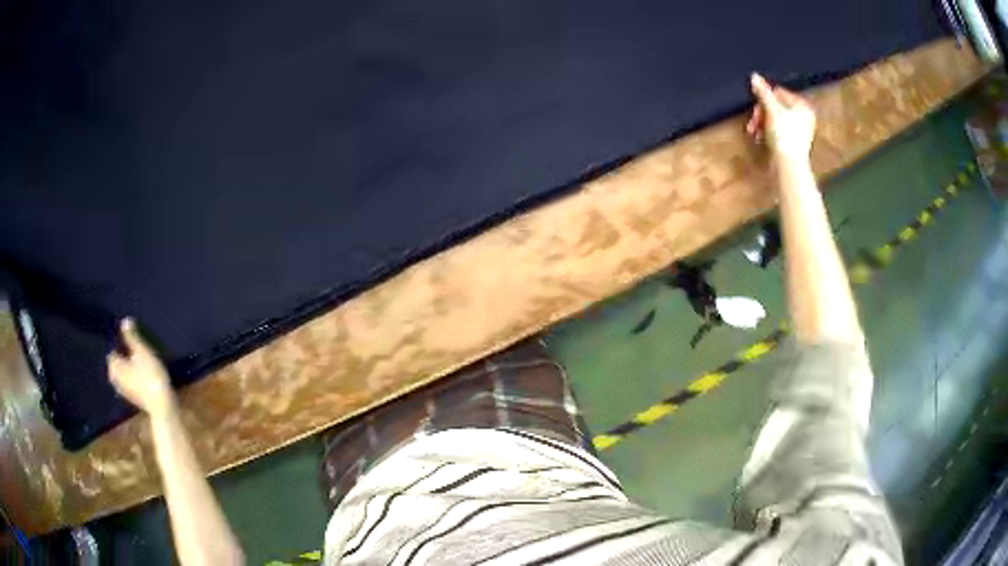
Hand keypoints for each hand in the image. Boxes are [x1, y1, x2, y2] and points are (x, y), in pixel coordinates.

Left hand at [107, 318, 175, 417]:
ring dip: (129, 367)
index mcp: (114, 366)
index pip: (112, 350)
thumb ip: (132, 337)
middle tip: (135, 350)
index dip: (119, 343)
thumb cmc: (150, 376)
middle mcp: (115, 379)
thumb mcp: (142, 352)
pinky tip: (143, 375)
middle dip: (123, 356)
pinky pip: (130, 383)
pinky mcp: (133, 398)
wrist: (162, 406)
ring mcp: (124, 391)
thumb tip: (124, 320)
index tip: (128, 341)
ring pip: (123, 373)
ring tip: (140, 361)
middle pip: (117, 363)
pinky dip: (134, 377)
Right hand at [746, 73, 815, 161]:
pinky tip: (760, 138)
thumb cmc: (784, 135)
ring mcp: (799, 130)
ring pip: (775, 118)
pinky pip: (778, 130)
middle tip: (753, 122)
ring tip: (754, 131)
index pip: (778, 92)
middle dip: (761, 113)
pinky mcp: (793, 142)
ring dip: (761, 123)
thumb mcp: (771, 110)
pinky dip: (767, 132)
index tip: (755, 108)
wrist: (789, 166)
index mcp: (802, 105)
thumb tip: (754, 76)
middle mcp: (803, 116)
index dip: (764, 98)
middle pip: (776, 105)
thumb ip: (763, 92)